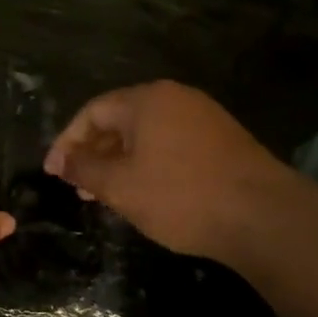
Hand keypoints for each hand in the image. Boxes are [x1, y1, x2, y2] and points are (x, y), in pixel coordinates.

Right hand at [43, 81, 290, 259]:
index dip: (67, 142)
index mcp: (147, 100)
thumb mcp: (120, 186)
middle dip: (93, 153)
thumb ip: (84, 169)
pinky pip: (169, 145)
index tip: (54, 173)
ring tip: (105, 195)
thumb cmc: (180, 195)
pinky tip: (143, 193)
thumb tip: (61, 161)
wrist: (264, 217)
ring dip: (118, 162)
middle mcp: (175, 99)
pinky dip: (147, 165)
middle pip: (119, 120)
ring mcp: (203, 118)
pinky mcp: (222, 141)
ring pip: (145, 135)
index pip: (92, 112)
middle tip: (77, 186)